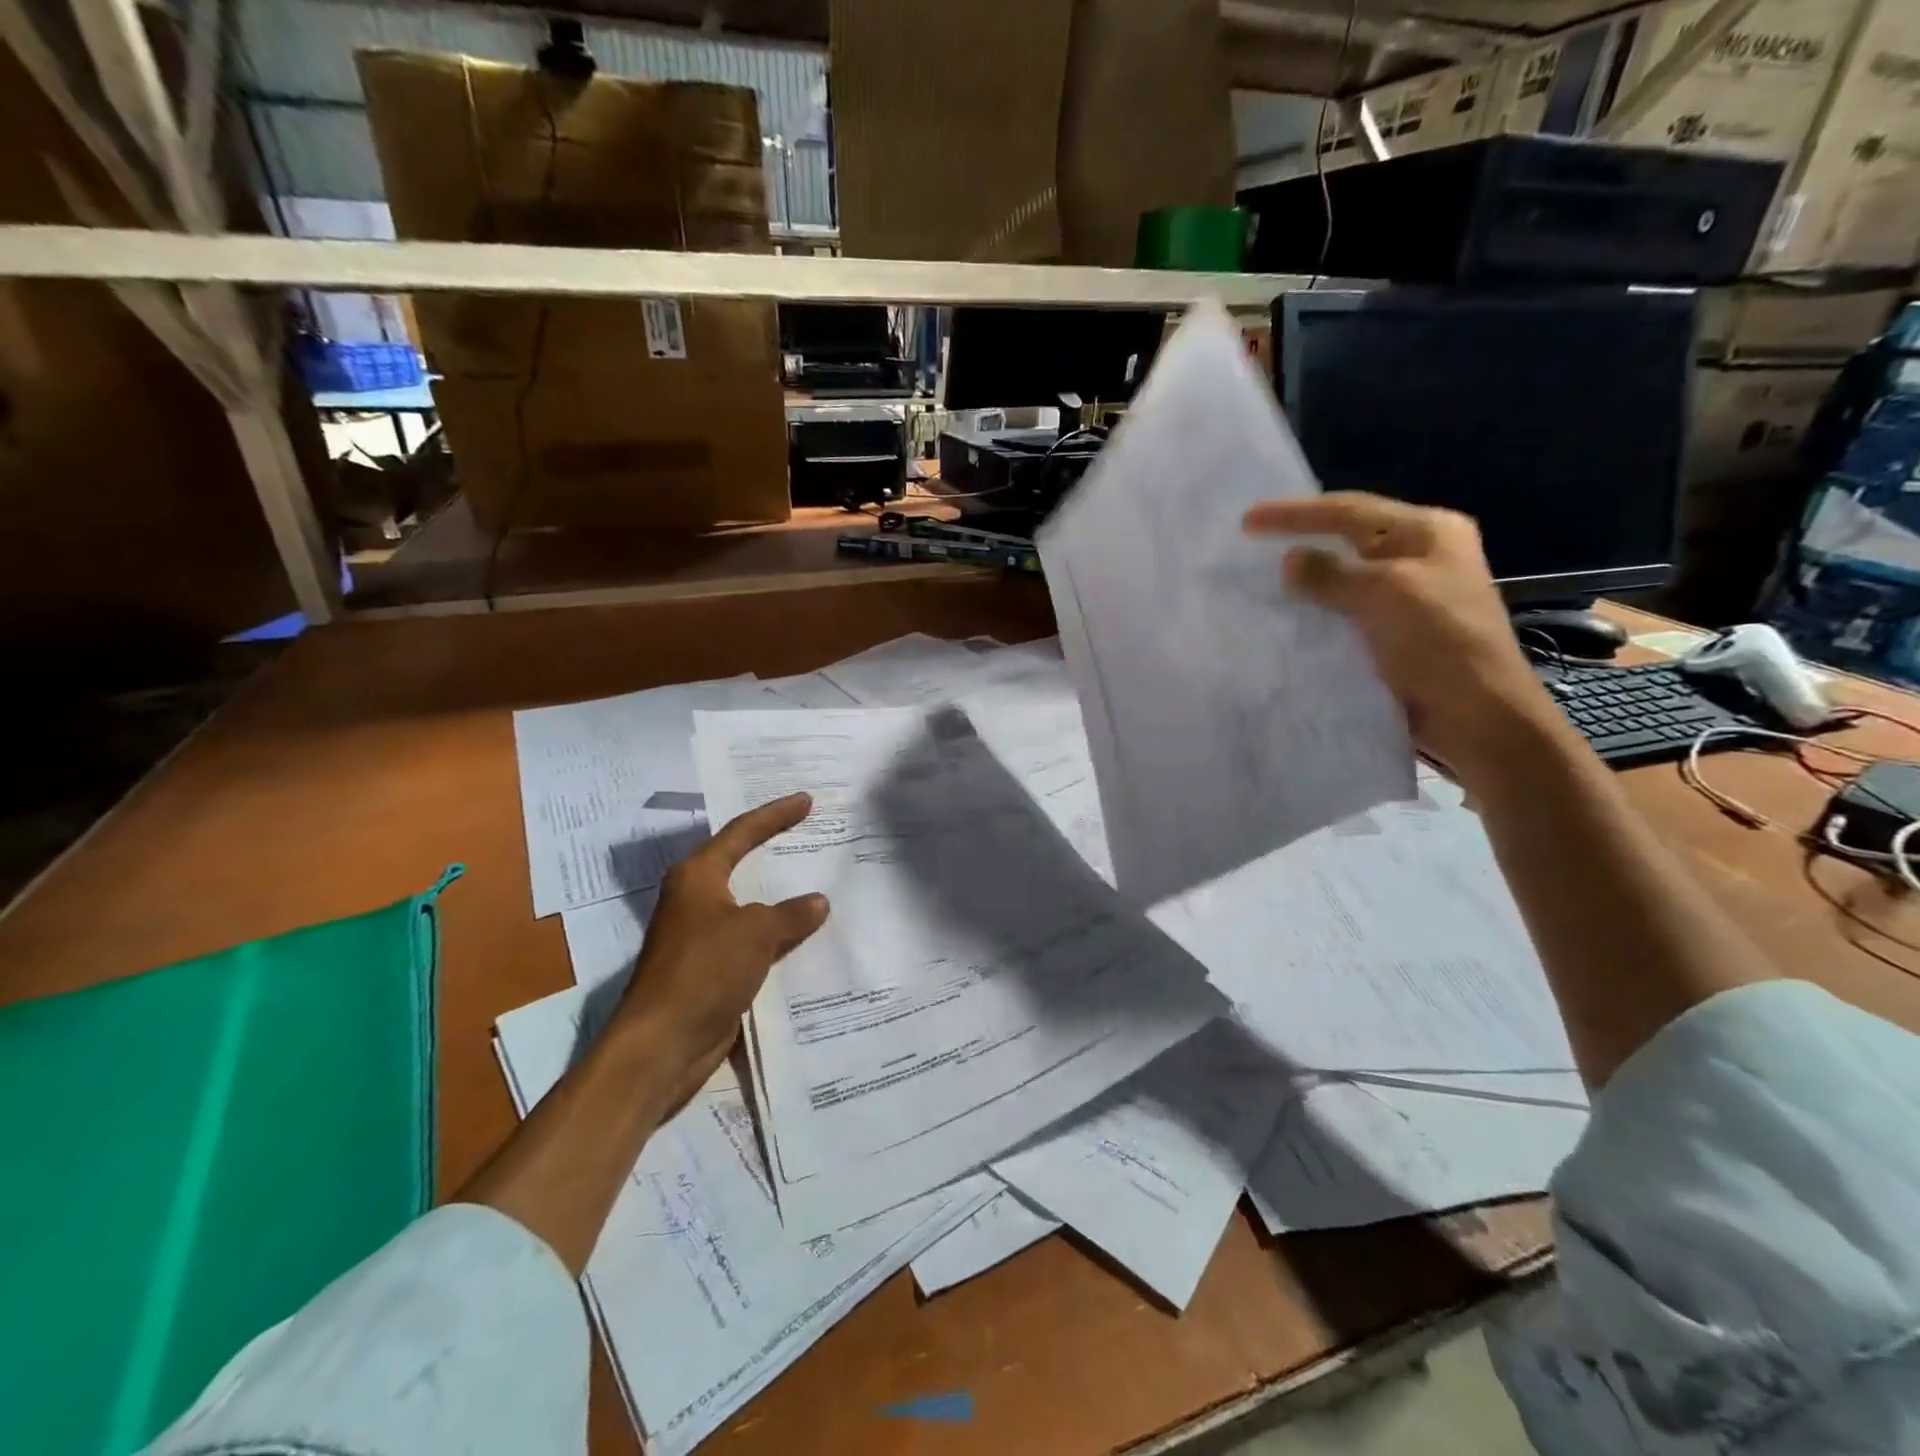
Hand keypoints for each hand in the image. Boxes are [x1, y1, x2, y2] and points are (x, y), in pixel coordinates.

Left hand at [615, 792, 829, 1109]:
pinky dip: (776, 935)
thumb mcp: (756, 933)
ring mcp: (700, 935)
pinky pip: (751, 940)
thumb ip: (791, 914)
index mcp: (697, 876)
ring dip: (779, 898)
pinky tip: (804, 936)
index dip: (775, 814)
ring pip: (749, 905)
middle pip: (741, 863)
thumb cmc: (704, 970)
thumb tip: (818, 902)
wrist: (662, 1044)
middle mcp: (695, 899)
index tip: (806, 801)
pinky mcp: (709, 968)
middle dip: (774, 850)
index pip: (741, 832)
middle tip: (809, 832)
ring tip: (816, 881)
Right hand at [1243, 492, 1569, 785]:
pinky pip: (1344, 610)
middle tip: (1250, 545)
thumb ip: (1332, 575)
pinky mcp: (1394, 632)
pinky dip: (1316, 609)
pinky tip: (1287, 616)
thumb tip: (1289, 559)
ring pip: (1344, 576)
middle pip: (1347, 537)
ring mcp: (1409, 595)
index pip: (1349, 510)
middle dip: (1300, 539)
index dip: (1295, 514)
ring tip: (1260, 580)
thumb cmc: (1441, 643)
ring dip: (1305, 579)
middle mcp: (1419, 555)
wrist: (1477, 716)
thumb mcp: (1386, 594)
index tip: (1246, 521)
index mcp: (1428, 532)